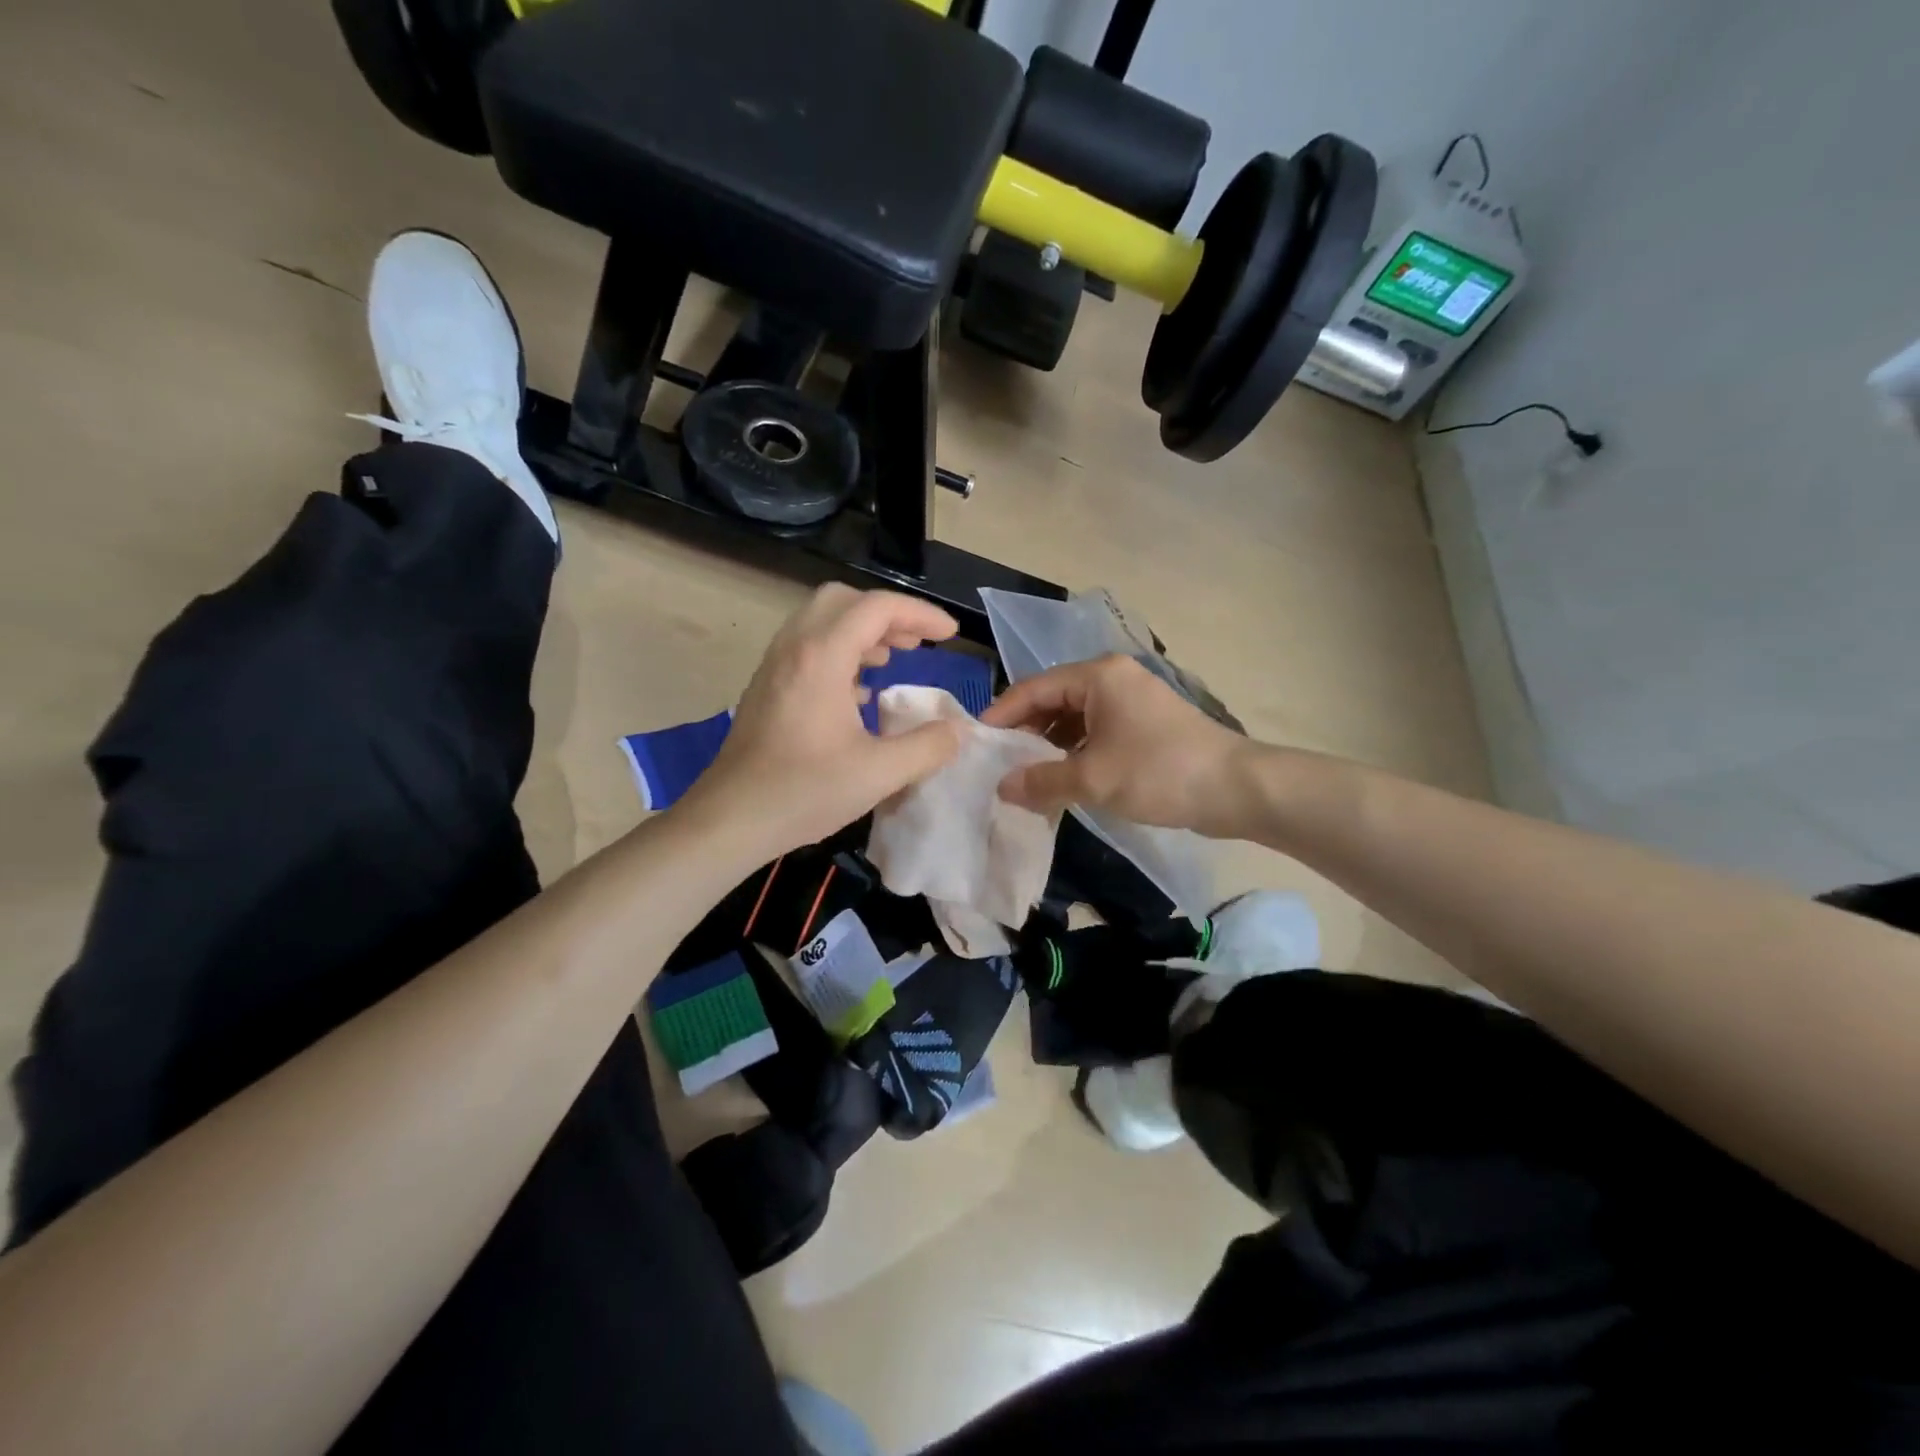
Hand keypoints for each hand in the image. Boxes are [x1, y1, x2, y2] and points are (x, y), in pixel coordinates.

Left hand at [679, 585, 964, 858]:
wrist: (730, 819)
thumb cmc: (803, 792)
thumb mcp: (878, 773)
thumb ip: (927, 748)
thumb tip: (957, 731)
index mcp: (822, 656)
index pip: (877, 607)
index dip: (920, 613)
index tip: (950, 634)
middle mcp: (794, 648)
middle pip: (844, 600)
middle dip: (887, 614)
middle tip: (917, 642)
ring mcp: (775, 666)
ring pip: (821, 621)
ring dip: (862, 631)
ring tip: (894, 659)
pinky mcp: (767, 687)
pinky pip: (807, 648)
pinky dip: (840, 652)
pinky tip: (859, 693)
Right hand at [980, 655, 1250, 836]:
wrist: (1237, 788)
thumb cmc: (1159, 772)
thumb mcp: (1092, 779)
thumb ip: (1041, 781)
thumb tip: (1002, 788)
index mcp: (1098, 676)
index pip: (1032, 689)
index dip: (1001, 716)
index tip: (977, 744)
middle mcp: (1112, 679)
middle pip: (1052, 701)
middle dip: (1025, 734)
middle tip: (999, 766)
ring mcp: (1131, 701)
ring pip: (1074, 719)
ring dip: (1050, 747)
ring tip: (1026, 778)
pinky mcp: (1145, 724)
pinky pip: (1096, 732)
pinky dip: (1076, 753)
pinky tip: (1062, 781)